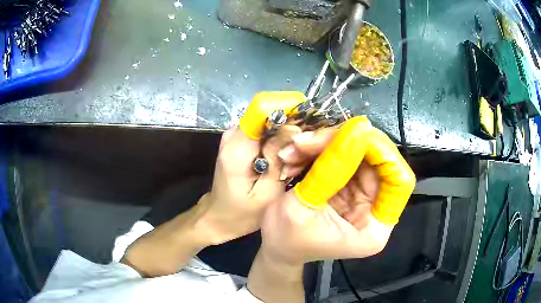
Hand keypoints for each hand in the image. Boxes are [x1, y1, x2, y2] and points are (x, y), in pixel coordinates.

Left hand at [199, 124, 299, 243]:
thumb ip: (278, 160)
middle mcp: (232, 135)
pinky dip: (274, 145)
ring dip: (282, 142)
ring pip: (268, 126)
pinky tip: (278, 164)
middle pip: (268, 119)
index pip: (263, 113)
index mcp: (237, 147)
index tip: (303, 135)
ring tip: (288, 166)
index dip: (286, 117)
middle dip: (287, 134)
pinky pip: (262, 134)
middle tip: (296, 160)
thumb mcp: (267, 193)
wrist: (219, 217)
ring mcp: (233, 136)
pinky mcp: (237, 141)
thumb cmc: (243, 213)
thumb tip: (293, 129)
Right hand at [259, 116, 415, 264]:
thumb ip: (330, 170)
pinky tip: (296, 156)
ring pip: (358, 153)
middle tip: (308, 141)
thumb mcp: (302, 207)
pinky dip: (318, 151)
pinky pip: (342, 156)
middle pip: (376, 161)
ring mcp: (363, 195)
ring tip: (294, 150)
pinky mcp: (349, 185)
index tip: (354, 135)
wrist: (276, 245)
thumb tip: (357, 129)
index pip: (399, 182)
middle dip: (344, 143)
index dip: (384, 154)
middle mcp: (375, 209)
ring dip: (324, 145)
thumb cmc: (286, 238)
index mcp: (374, 228)